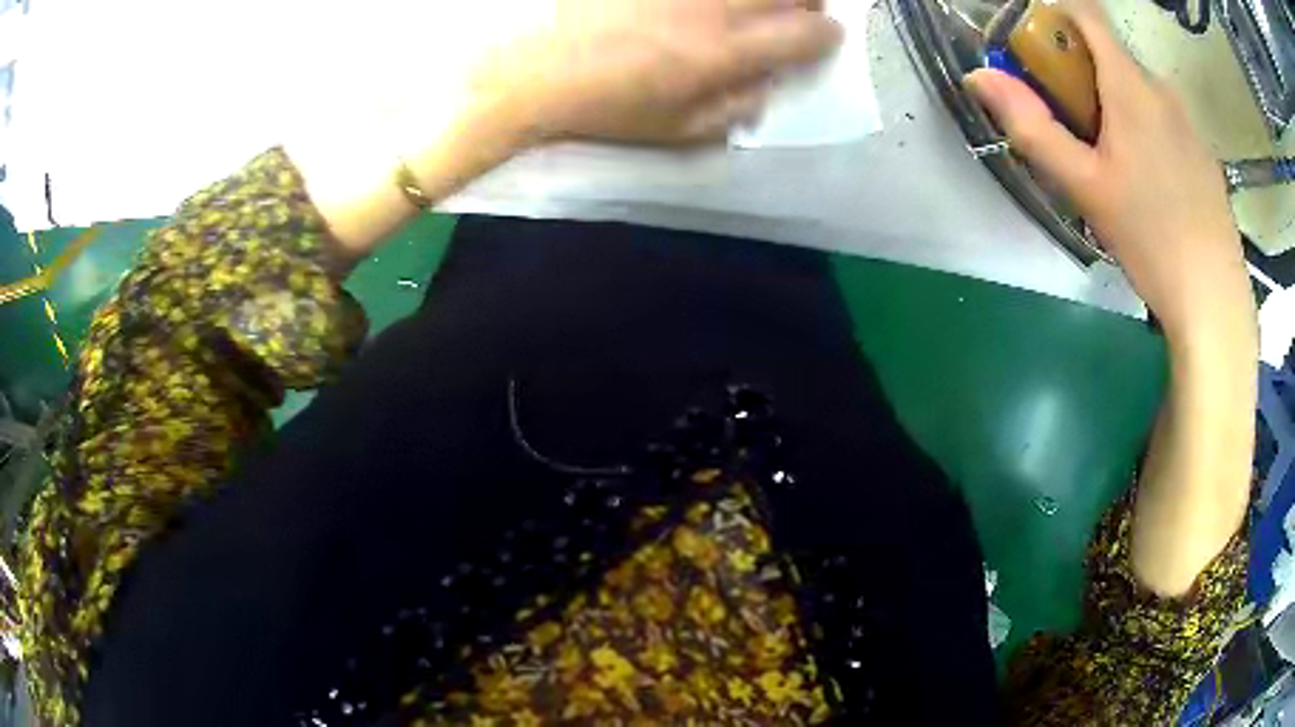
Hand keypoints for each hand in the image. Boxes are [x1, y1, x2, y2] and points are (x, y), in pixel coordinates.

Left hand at [474, 0, 842, 144]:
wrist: (533, 70)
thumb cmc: (605, 108)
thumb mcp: (677, 131)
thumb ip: (735, 111)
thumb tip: (769, 87)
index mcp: (725, 52)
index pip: (806, 35)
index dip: (826, 36)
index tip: (824, 37)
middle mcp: (713, 6)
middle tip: (803, 8)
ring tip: (761, 4)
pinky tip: (710, 5)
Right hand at [965, 0, 1253, 347]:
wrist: (1215, 302)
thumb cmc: (1150, 239)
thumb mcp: (1084, 187)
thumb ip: (1032, 127)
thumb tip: (978, 76)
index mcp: (1130, 85)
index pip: (1086, 13)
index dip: (1055, 13)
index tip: (1038, 45)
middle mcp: (1161, 89)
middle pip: (1112, 56)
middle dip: (1083, 75)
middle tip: (1075, 130)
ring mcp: (1188, 122)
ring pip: (1140, 92)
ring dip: (1117, 107)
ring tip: (1115, 170)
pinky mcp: (1204, 154)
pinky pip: (1165, 122)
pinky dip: (1147, 132)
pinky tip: (1151, 189)